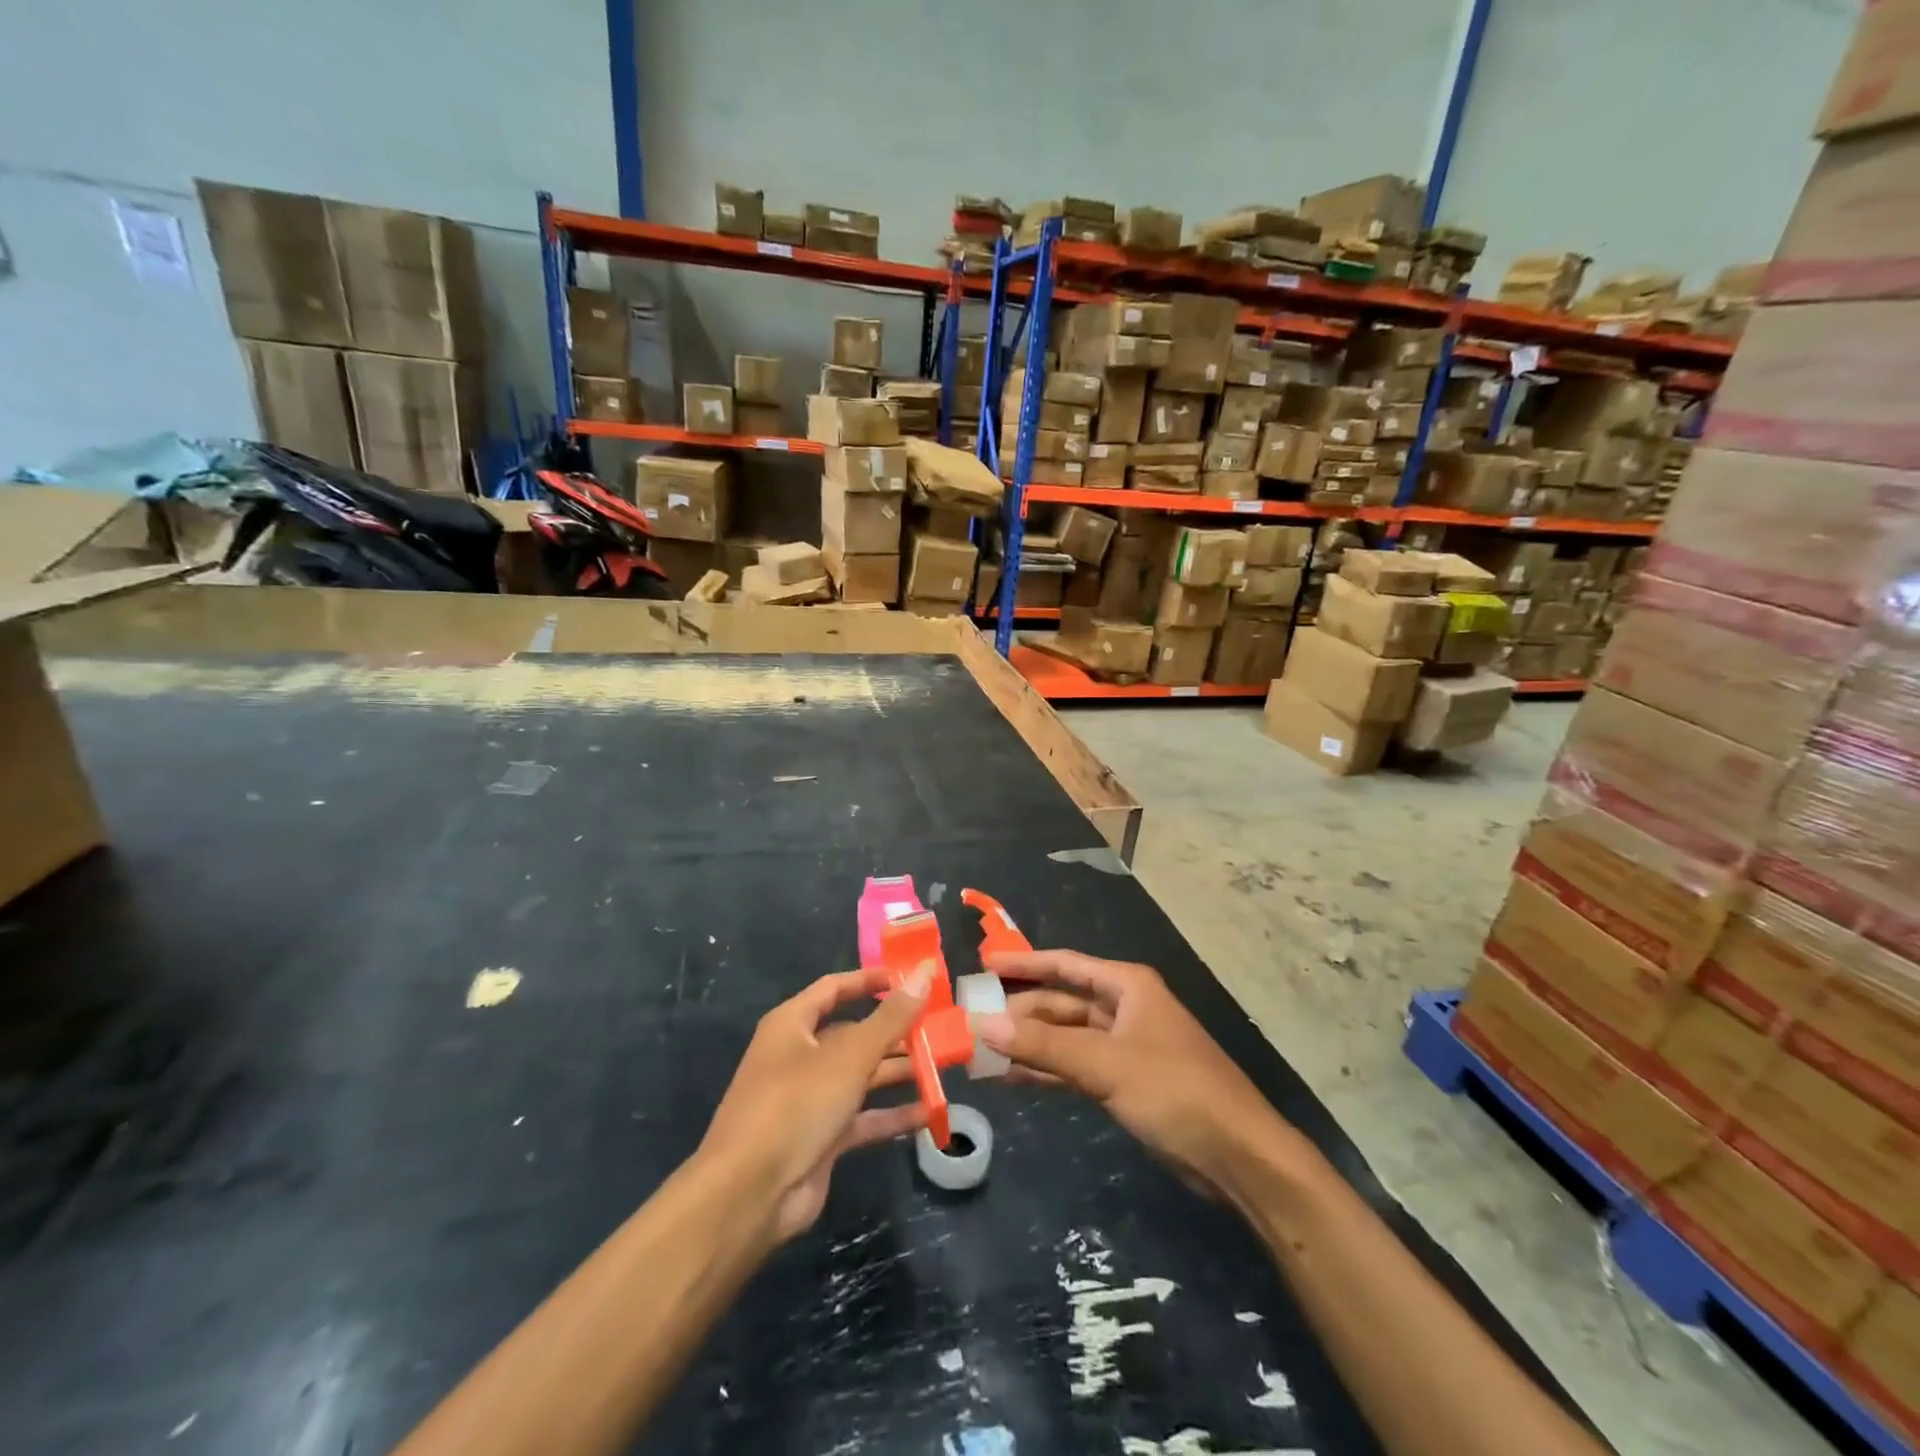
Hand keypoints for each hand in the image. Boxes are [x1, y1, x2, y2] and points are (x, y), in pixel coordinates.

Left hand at [700, 967, 929, 1245]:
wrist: (750, 1194)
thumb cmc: (795, 1104)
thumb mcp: (849, 1056)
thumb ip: (891, 1017)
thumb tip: (924, 972)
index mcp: (793, 1025)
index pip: (834, 988)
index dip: (870, 981)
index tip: (910, 979)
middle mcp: (800, 1056)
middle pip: (854, 1033)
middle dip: (895, 1031)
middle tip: (940, 1027)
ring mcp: (810, 1099)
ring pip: (862, 1075)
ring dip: (898, 1071)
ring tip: (942, 1065)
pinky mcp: (822, 1137)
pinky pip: (863, 1117)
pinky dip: (892, 1114)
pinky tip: (929, 1112)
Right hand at [973, 949, 1283, 1197]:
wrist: (1237, 1156)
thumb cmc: (1175, 1091)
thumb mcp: (1105, 1063)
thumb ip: (1043, 1044)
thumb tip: (982, 1024)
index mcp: (1127, 986)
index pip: (1065, 965)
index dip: (1023, 963)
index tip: (983, 965)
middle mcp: (1124, 1008)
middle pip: (1062, 1002)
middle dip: (1020, 1011)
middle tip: (972, 1019)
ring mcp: (1124, 1046)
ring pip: (1065, 1037)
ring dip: (1028, 1043)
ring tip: (981, 1049)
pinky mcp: (1124, 1082)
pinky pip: (1075, 1066)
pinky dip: (1046, 1070)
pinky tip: (1012, 1077)